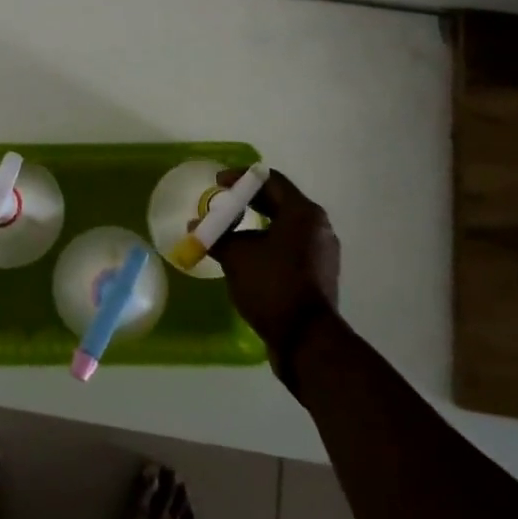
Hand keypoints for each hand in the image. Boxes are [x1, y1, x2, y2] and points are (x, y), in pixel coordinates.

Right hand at [210, 168, 340, 384]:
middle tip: (222, 205)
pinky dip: (268, 245)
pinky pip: (290, 248)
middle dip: (247, 202)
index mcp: (303, 213)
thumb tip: (196, 226)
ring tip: (230, 232)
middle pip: (279, 202)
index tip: (217, 184)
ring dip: (257, 225)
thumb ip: (216, 235)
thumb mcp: (236, 256)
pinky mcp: (319, 275)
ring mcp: (322, 253)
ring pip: (285, 227)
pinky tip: (247, 257)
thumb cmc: (272, 285)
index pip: (270, 180)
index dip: (240, 178)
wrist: (306, 340)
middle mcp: (318, 227)